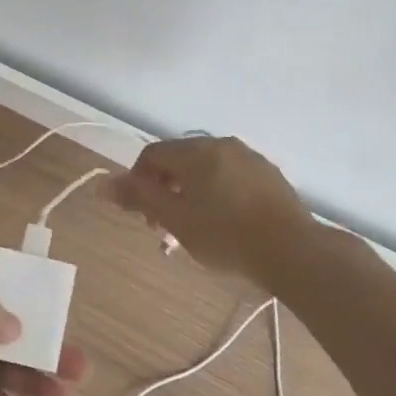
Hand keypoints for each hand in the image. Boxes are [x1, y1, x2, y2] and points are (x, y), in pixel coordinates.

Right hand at [105, 136, 316, 285]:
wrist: (293, 250)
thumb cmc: (225, 235)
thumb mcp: (175, 219)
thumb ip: (139, 198)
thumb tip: (103, 182)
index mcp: (195, 151)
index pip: (151, 155)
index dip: (138, 183)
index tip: (144, 216)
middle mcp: (221, 145)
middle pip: (179, 162)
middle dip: (165, 192)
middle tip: (167, 229)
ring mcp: (249, 158)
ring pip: (206, 171)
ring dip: (191, 195)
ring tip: (195, 231)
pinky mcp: (269, 176)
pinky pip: (231, 178)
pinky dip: (218, 196)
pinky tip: (225, 225)